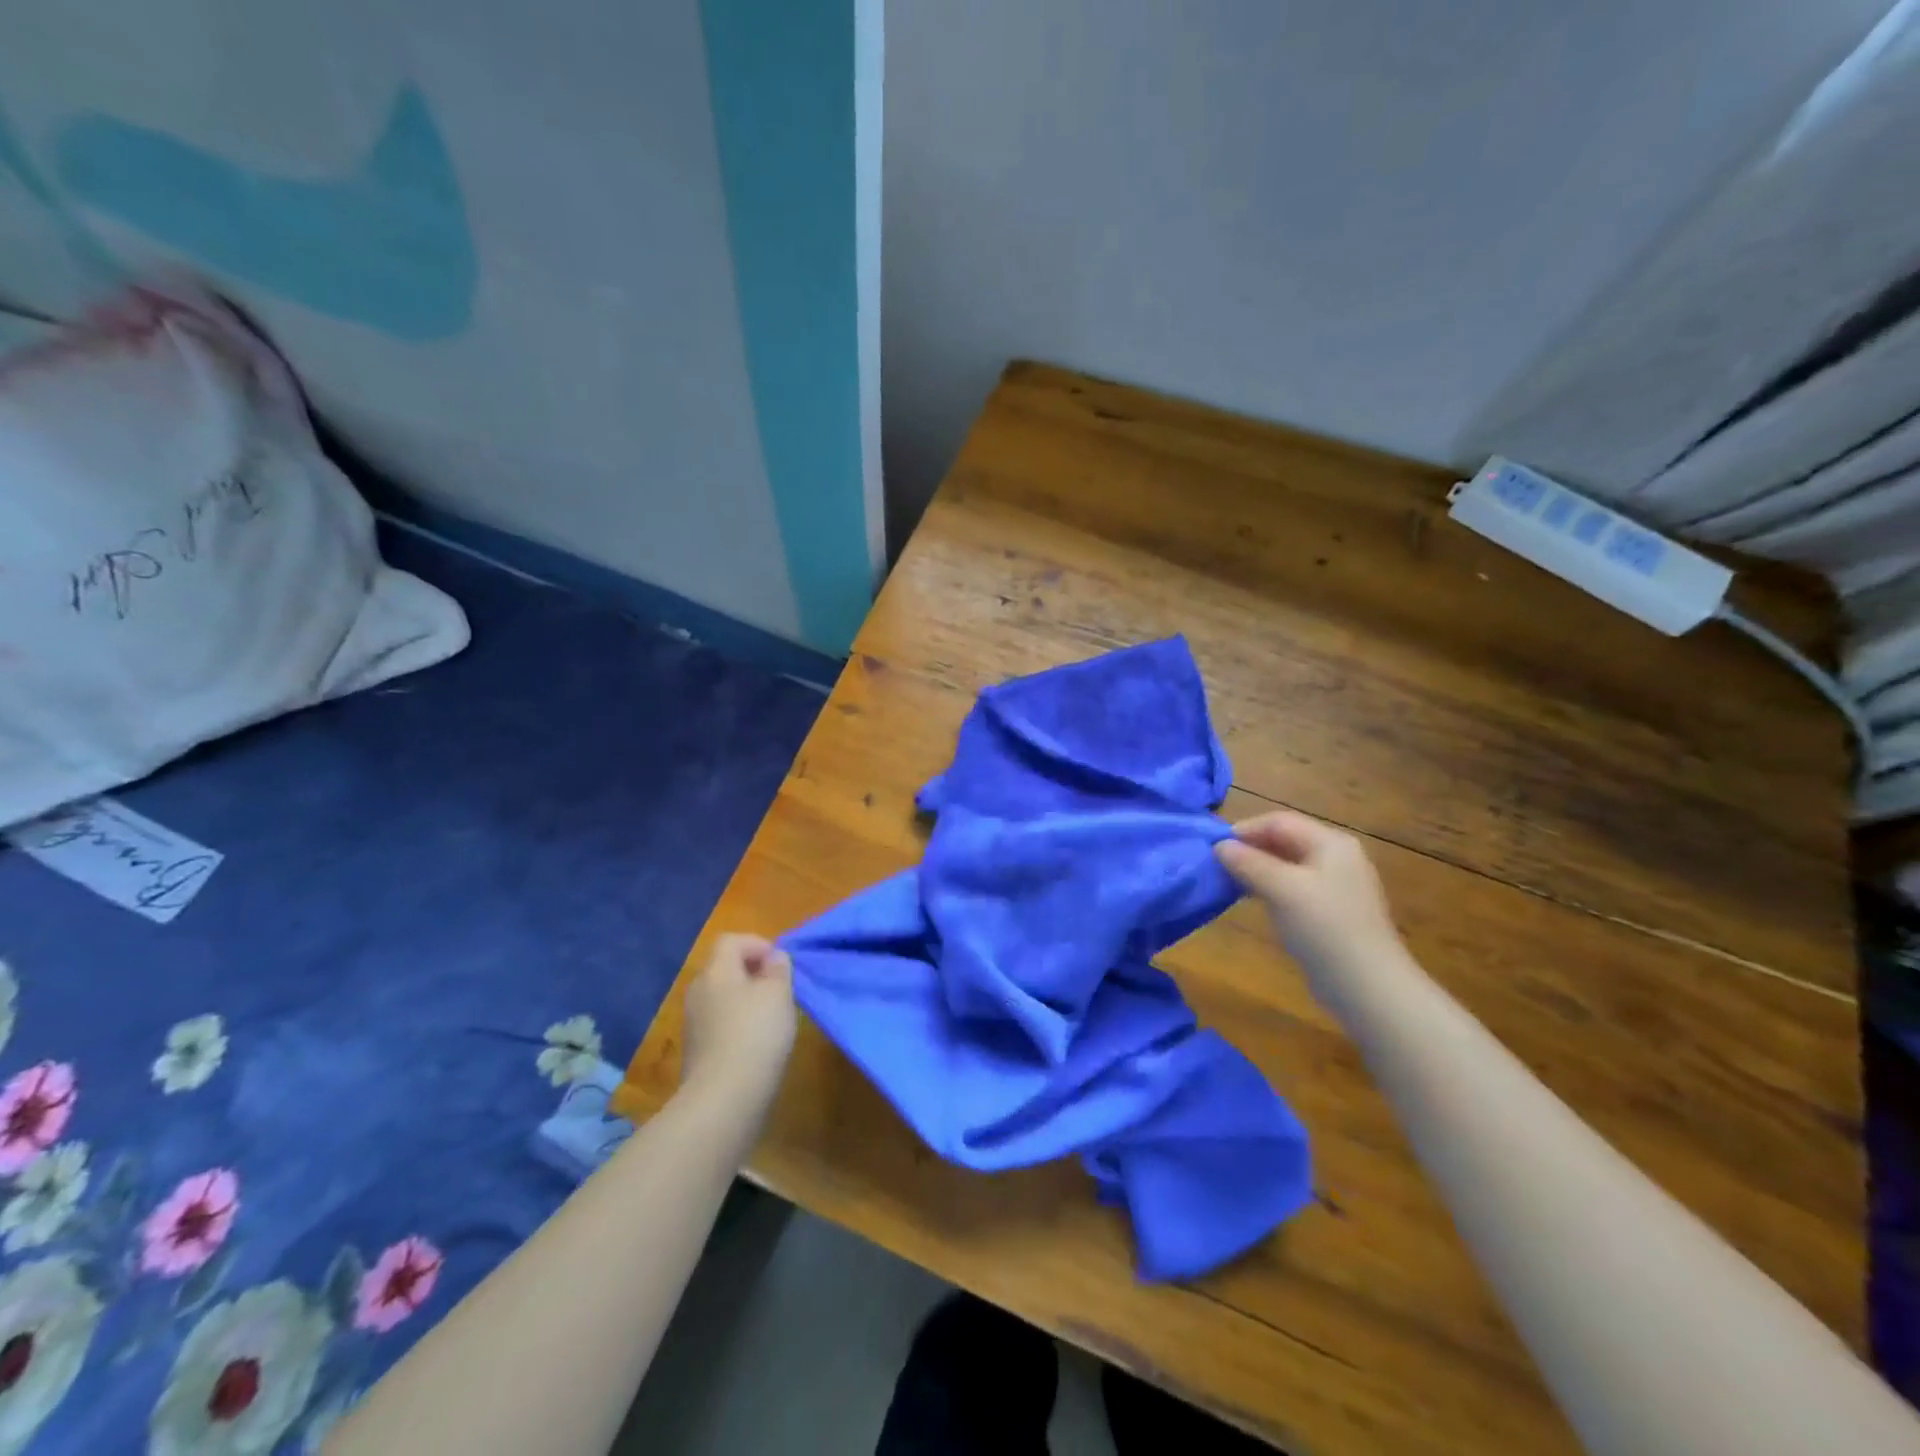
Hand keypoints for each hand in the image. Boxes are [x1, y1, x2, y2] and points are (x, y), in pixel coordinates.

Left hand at [680, 934, 797, 1117]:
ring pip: (723, 997)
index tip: (780, 965)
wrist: (722, 1099)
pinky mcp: (696, 1050)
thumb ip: (778, 969)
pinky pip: (719, 1023)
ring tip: (772, 1018)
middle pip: (725, 968)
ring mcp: (693, 1022)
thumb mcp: (778, 994)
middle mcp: (698, 991)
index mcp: (716, 971)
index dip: (757, 944)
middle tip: (779, 990)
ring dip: (746, 1001)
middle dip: (753, 973)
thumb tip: (773, 958)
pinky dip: (738, 1025)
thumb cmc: (755, 1034)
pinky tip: (756, 1044)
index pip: (731, 940)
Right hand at [1215, 811, 1405, 989]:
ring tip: (1230, 882)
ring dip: (1258, 870)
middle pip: (1285, 841)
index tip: (1215, 848)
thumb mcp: (1282, 889)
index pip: (1279, 822)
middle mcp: (1337, 858)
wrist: (1367, 986)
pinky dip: (1272, 889)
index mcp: (1331, 843)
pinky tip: (1256, 903)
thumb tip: (1219, 846)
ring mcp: (1337, 886)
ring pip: (1288, 866)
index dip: (1245, 830)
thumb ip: (1248, 863)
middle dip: (1250, 850)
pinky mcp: (1332, 912)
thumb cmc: (1324, 928)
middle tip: (1219, 865)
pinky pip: (1295, 888)